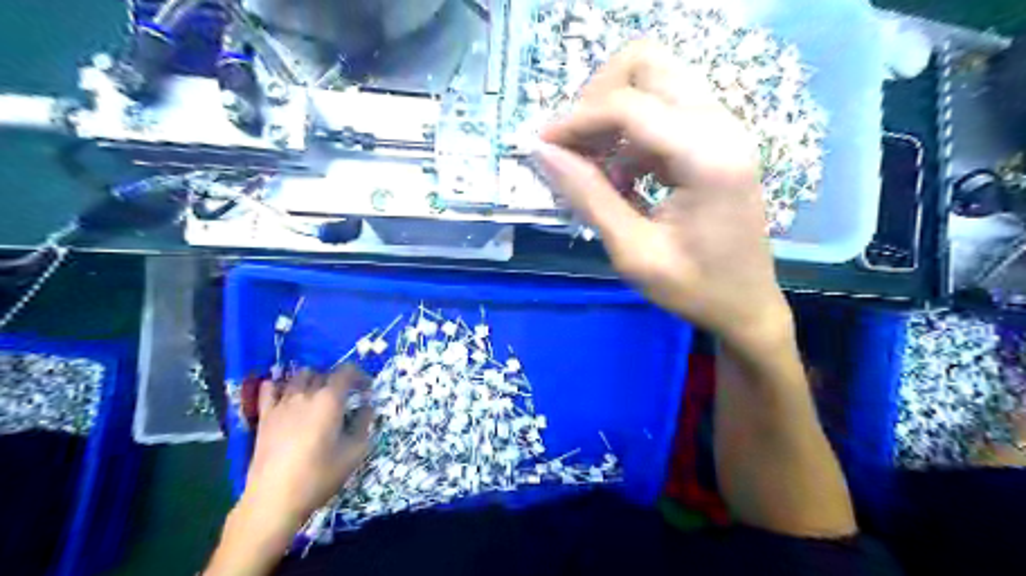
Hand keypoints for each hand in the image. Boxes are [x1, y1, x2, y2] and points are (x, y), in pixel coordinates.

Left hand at [241, 368, 373, 531]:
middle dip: (337, 381)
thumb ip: (364, 422)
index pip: (346, 371)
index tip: (366, 389)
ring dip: (312, 380)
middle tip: (345, 397)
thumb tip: (367, 406)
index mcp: (330, 400)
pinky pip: (269, 389)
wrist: (275, 499)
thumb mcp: (355, 451)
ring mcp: (282, 403)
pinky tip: (286, 395)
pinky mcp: (264, 416)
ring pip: (298, 377)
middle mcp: (306, 394)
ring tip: (318, 396)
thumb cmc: (320, 475)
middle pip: (323, 373)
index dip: (360, 375)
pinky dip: (279, 385)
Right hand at [537, 41, 790, 353]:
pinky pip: (664, 110)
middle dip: (598, 97)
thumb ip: (589, 197)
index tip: (542, 146)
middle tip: (575, 145)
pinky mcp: (716, 139)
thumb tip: (543, 153)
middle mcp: (721, 126)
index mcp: (707, 156)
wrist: (746, 305)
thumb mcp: (633, 251)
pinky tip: (622, 177)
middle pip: (648, 65)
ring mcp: (723, 128)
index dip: (576, 120)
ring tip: (597, 168)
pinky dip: (632, 133)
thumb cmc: (694, 288)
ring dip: (614, 114)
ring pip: (655, 81)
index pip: (628, 106)